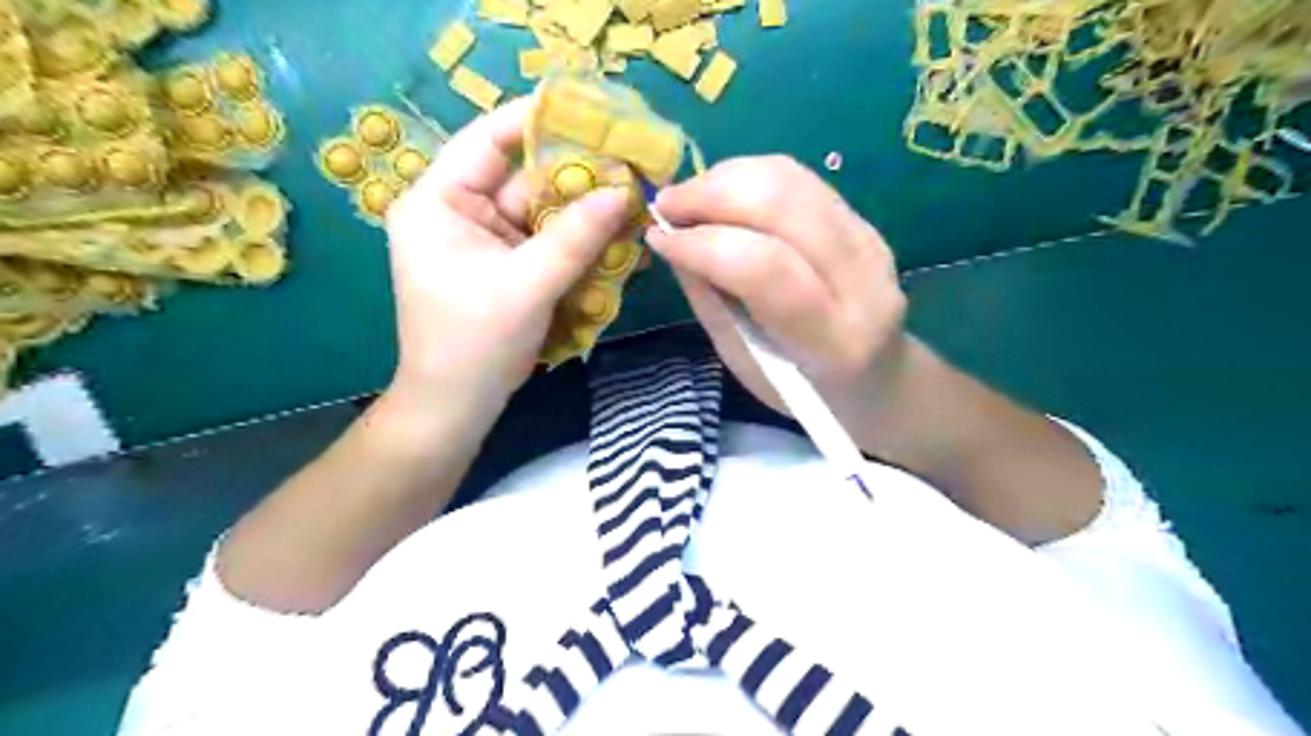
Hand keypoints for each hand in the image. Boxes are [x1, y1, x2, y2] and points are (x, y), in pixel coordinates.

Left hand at [381, 96, 631, 429]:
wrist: (458, 407)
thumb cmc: (474, 344)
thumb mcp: (526, 285)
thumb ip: (575, 237)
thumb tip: (623, 192)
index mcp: (438, 202)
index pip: (487, 140)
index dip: (537, 120)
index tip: (591, 111)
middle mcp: (460, 212)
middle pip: (525, 178)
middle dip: (577, 176)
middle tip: (630, 163)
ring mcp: (487, 241)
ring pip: (543, 213)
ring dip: (585, 213)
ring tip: (634, 200)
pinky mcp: (508, 266)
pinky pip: (549, 242)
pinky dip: (580, 242)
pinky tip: (616, 237)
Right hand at [643, 157, 914, 428]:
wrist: (881, 379)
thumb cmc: (804, 389)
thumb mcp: (746, 363)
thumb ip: (711, 301)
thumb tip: (672, 240)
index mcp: (833, 339)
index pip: (764, 268)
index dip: (702, 244)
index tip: (657, 238)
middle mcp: (862, 280)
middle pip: (782, 204)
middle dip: (710, 194)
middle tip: (666, 206)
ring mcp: (870, 241)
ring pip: (791, 180)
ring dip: (726, 178)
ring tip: (689, 198)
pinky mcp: (864, 221)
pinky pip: (800, 181)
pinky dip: (750, 178)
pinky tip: (722, 195)